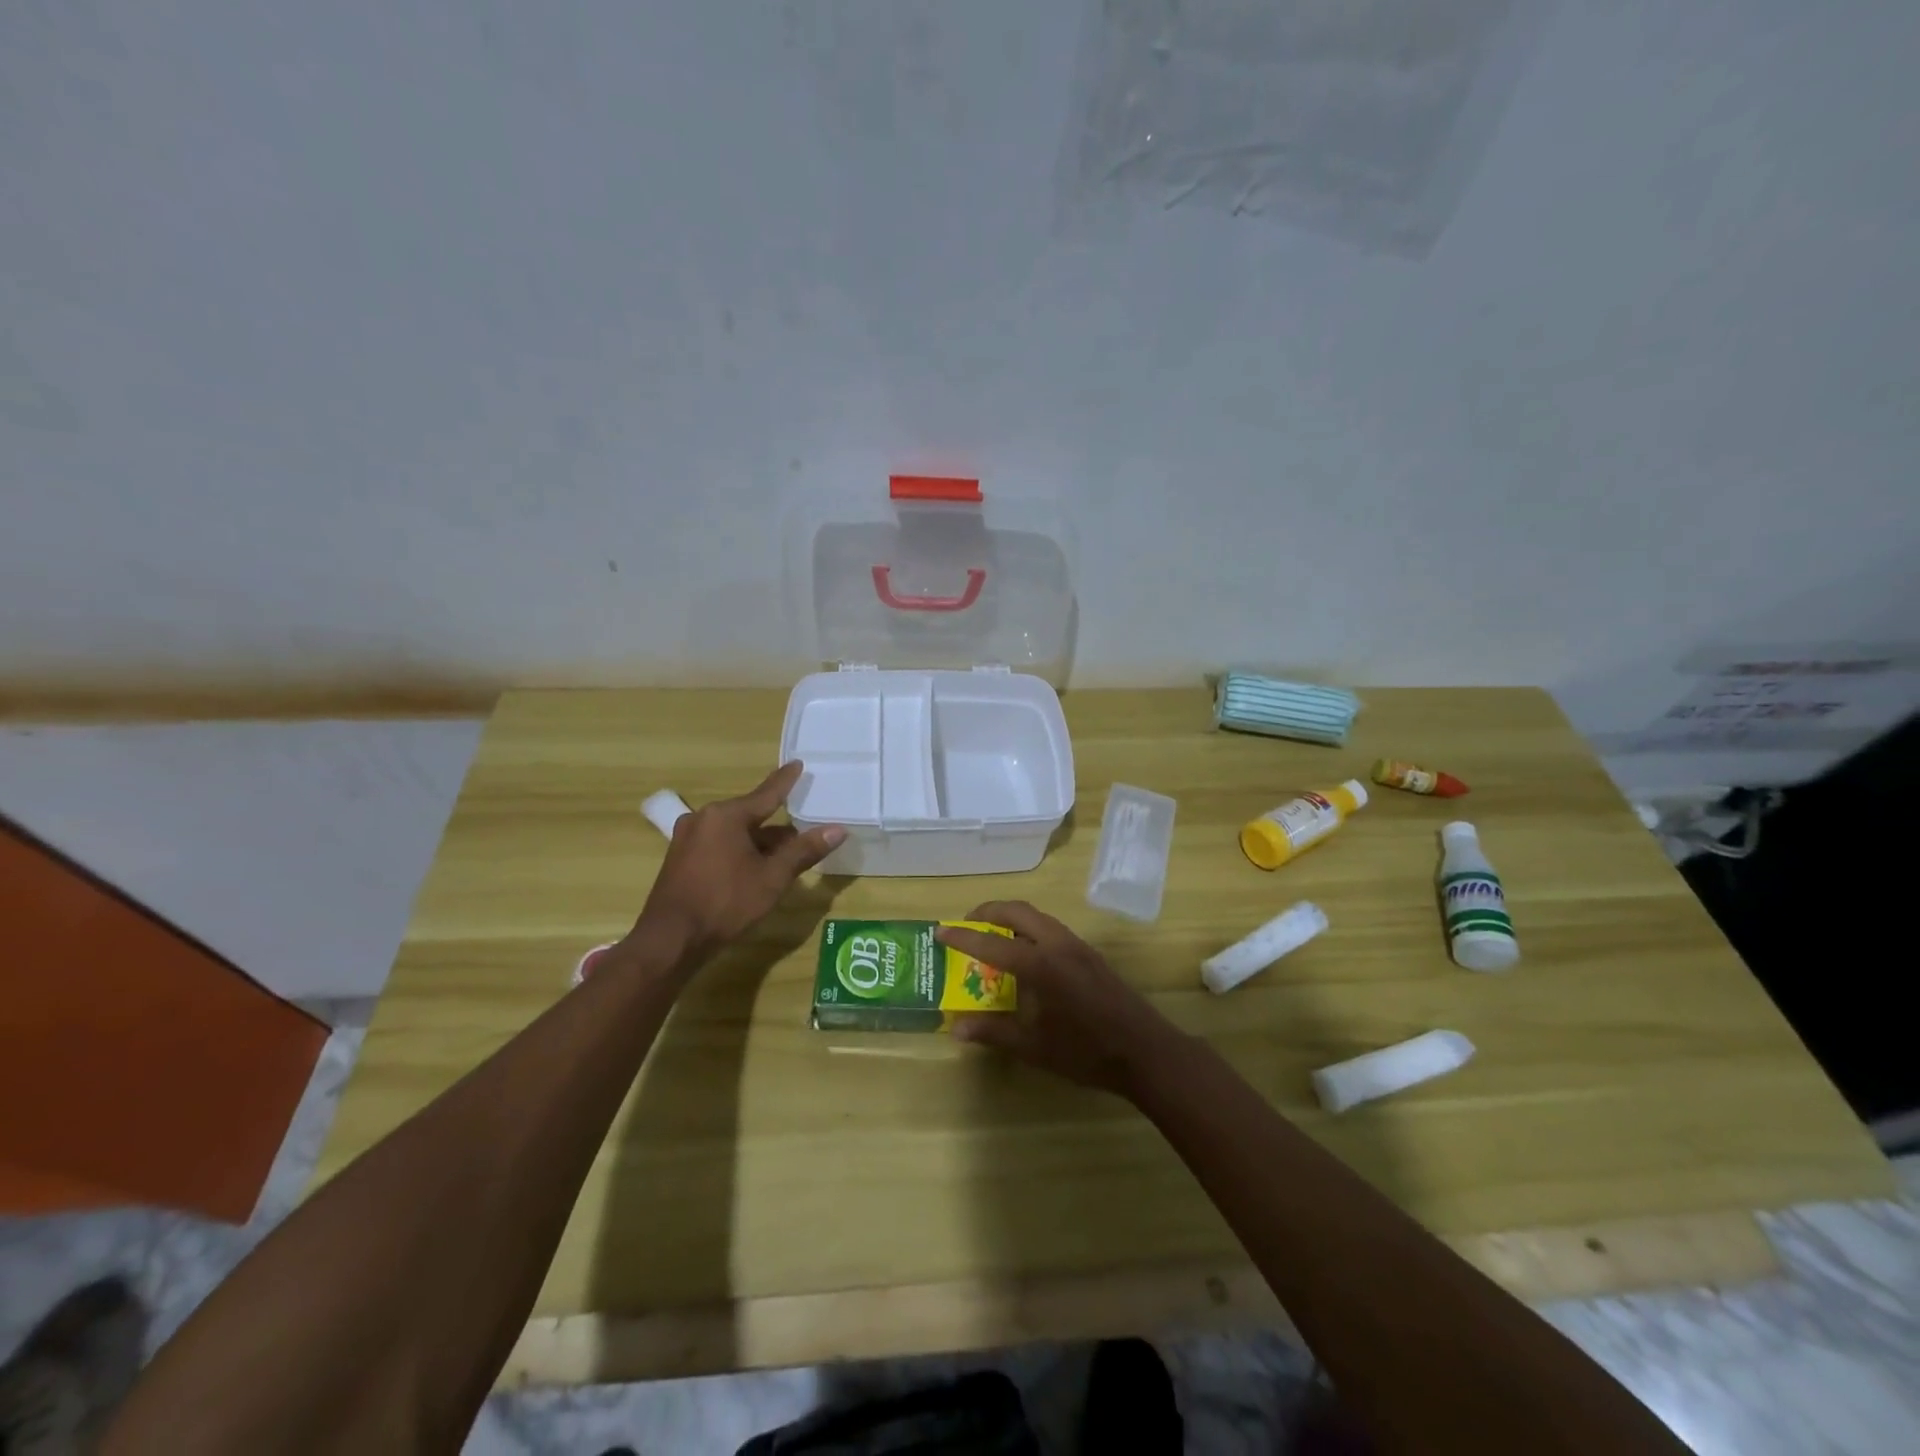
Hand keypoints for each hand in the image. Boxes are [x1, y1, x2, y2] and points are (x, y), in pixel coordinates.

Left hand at [633, 762, 844, 965]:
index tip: (798, 764)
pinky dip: (740, 851)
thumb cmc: (725, 902)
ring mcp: (687, 839)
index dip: (785, 781)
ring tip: (784, 856)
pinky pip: (719, 845)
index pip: (766, 794)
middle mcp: (704, 819)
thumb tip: (838, 829)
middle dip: (777, 827)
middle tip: (803, 832)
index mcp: (726, 815)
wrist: (670, 939)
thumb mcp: (772, 877)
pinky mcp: (680, 859)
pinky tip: (754, 868)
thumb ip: (804, 851)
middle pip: (750, 815)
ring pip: (734, 833)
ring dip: (759, 843)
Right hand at [937, 901, 1178, 1096]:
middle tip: (966, 925)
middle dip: (988, 911)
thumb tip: (956, 1027)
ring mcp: (1077, 945)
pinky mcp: (1089, 953)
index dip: (963, 936)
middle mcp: (1057, 944)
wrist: (1145, 1051)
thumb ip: (994, 1032)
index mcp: (1040, 964)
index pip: (992, 942)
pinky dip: (1029, 928)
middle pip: (1017, 910)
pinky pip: (1051, 928)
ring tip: (992, 937)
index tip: (940, 931)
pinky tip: (1025, 955)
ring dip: (1010, 918)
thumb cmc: (1086, 1051)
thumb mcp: (1034, 1047)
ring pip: (1037, 916)